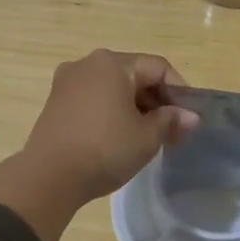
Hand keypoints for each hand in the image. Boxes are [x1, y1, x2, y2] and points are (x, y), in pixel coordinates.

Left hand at [0, 50, 198, 240]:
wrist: (49, 177)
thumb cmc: (104, 150)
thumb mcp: (146, 137)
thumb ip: (170, 121)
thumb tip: (191, 116)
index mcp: (112, 63)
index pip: (158, 67)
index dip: (179, 91)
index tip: (188, 119)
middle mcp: (87, 63)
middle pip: (134, 75)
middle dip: (157, 101)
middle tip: (172, 131)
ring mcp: (67, 82)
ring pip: (113, 88)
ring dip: (135, 107)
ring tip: (148, 137)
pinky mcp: (55, 102)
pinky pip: (94, 99)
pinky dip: (111, 112)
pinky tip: (119, 137)